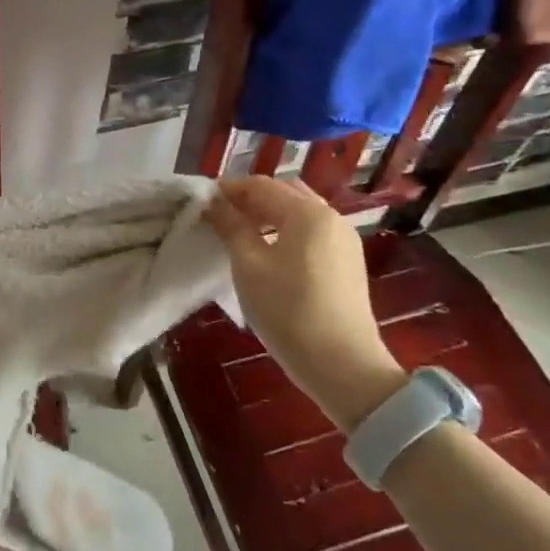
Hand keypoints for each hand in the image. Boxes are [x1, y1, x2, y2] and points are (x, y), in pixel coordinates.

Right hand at [207, 176, 405, 431]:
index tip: (202, 202)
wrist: (342, 365)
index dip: (229, 190)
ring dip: (268, 216)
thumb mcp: (248, 265)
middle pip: (284, 193)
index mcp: (308, 213)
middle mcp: (331, 217)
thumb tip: (213, 202)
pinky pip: (311, 233)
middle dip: (250, 200)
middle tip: (220, 217)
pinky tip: (268, 253)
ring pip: (300, 213)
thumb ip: (231, 226)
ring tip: (240, 235)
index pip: (261, 185)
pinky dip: (286, 232)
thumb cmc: (287, 310)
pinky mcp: (347, 262)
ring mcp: (344, 240)